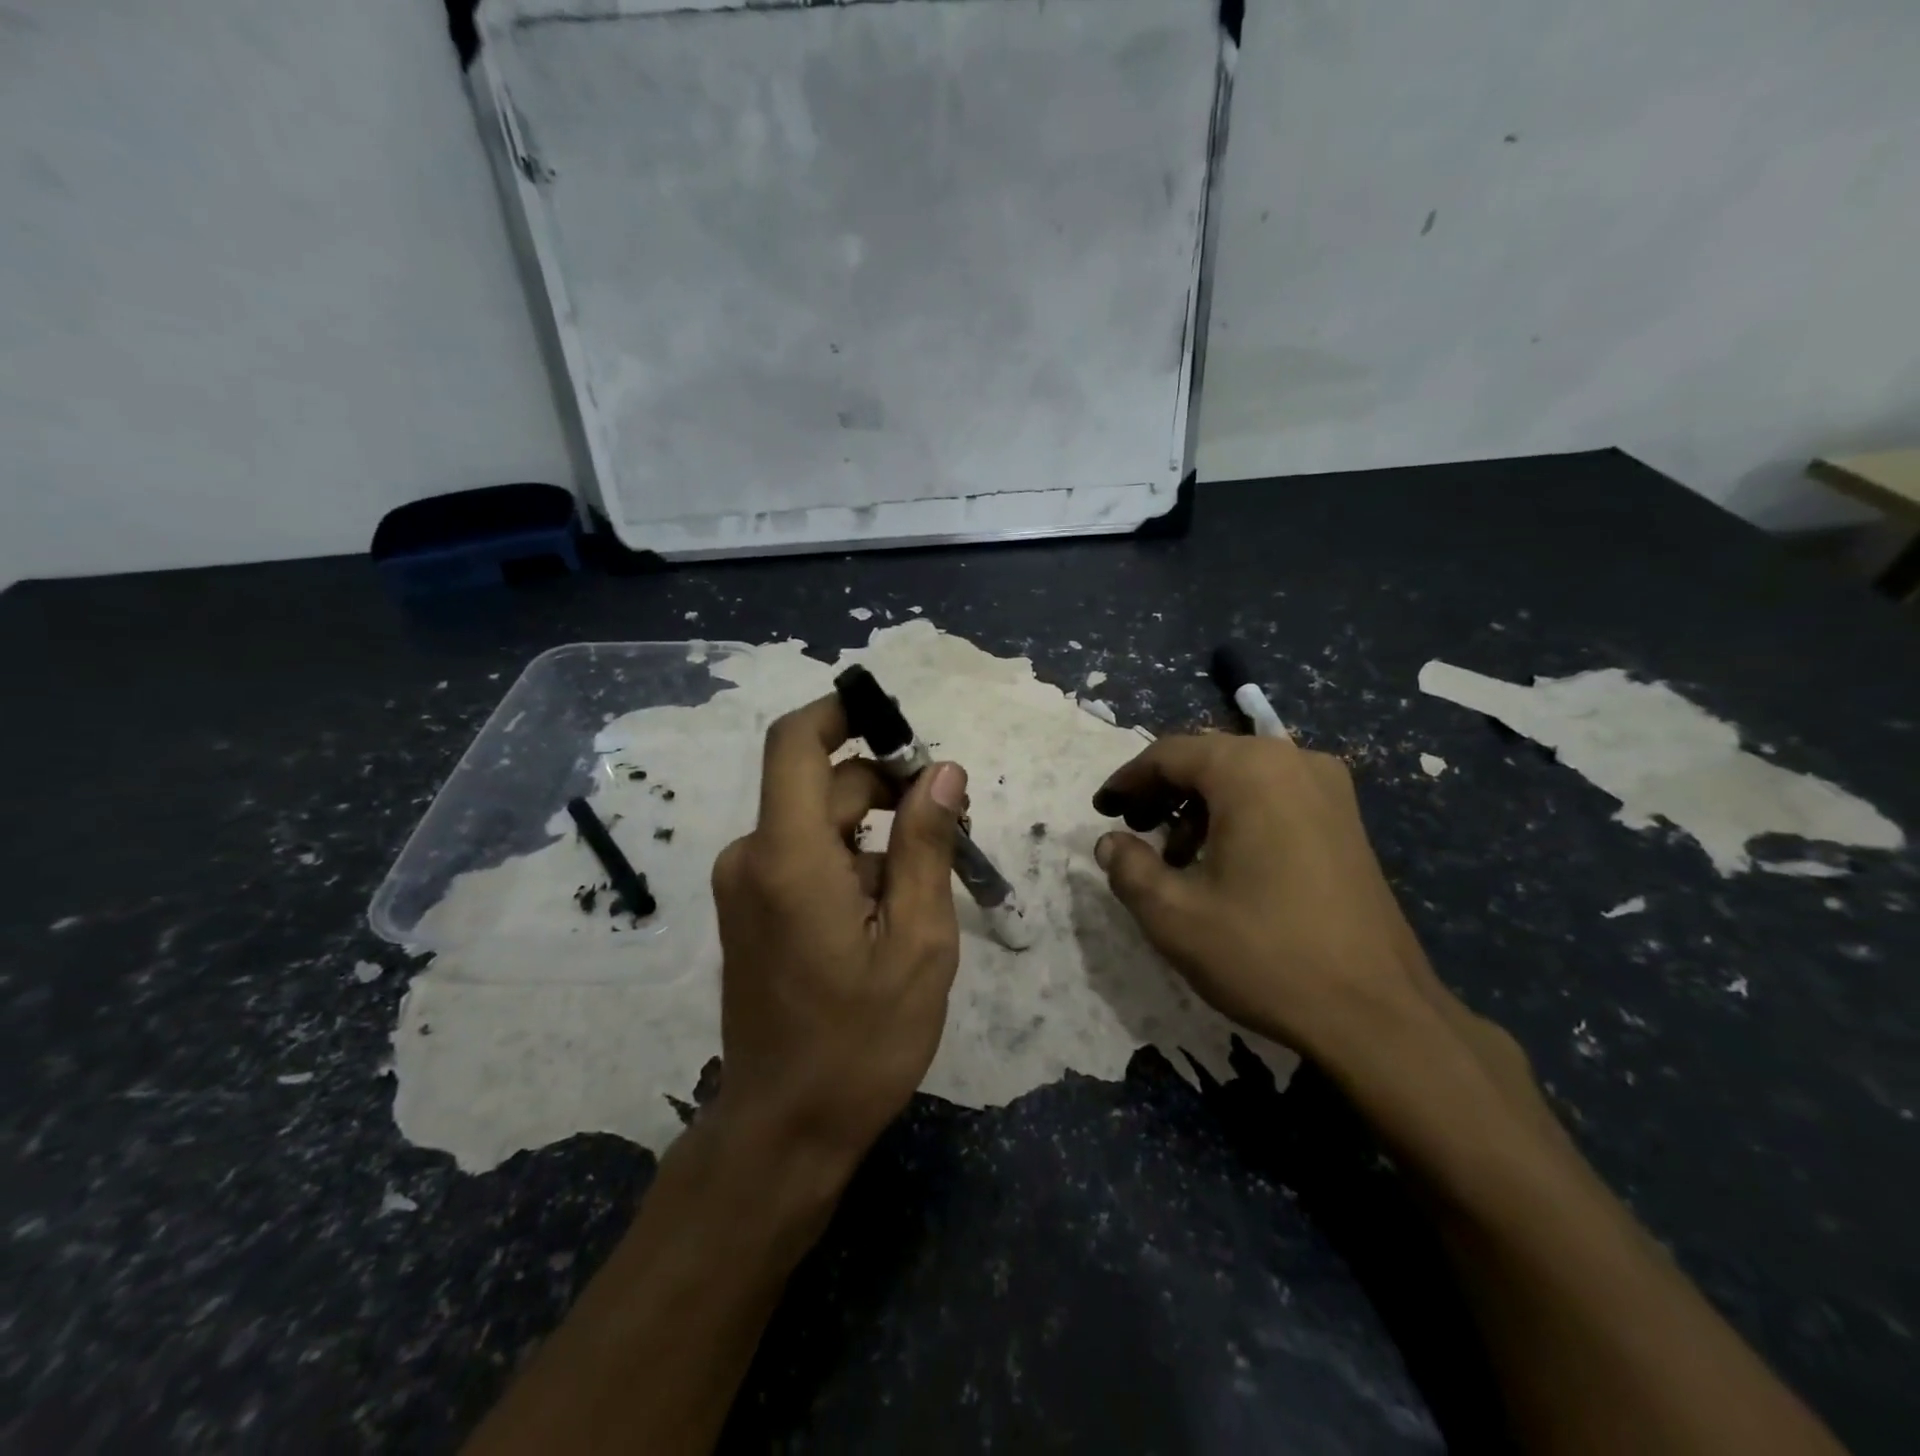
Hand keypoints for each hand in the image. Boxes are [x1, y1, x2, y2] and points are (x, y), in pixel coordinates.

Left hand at [709, 695, 966, 1174]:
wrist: (784, 1129)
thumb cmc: (861, 1042)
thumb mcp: (918, 941)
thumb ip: (925, 846)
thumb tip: (943, 772)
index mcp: (788, 856)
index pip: (796, 742)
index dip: (842, 713)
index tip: (897, 720)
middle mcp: (752, 856)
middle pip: (822, 785)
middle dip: (887, 787)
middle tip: (951, 821)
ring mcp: (745, 884)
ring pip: (818, 822)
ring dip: (873, 829)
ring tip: (929, 874)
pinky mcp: (750, 909)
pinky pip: (802, 855)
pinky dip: (849, 859)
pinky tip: (889, 906)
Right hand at [1092, 733, 1434, 1061]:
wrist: (1378, 1015)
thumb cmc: (1265, 954)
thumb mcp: (1173, 916)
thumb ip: (1128, 867)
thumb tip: (1111, 842)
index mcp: (1250, 771)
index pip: (1169, 754)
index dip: (1127, 780)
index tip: (1101, 810)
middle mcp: (1294, 762)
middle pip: (1207, 759)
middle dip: (1162, 791)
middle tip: (1132, 830)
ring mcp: (1329, 789)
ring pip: (1242, 777)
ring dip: (1198, 806)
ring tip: (1174, 856)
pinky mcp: (1347, 821)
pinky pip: (1275, 796)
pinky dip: (1237, 815)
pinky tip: (1224, 863)